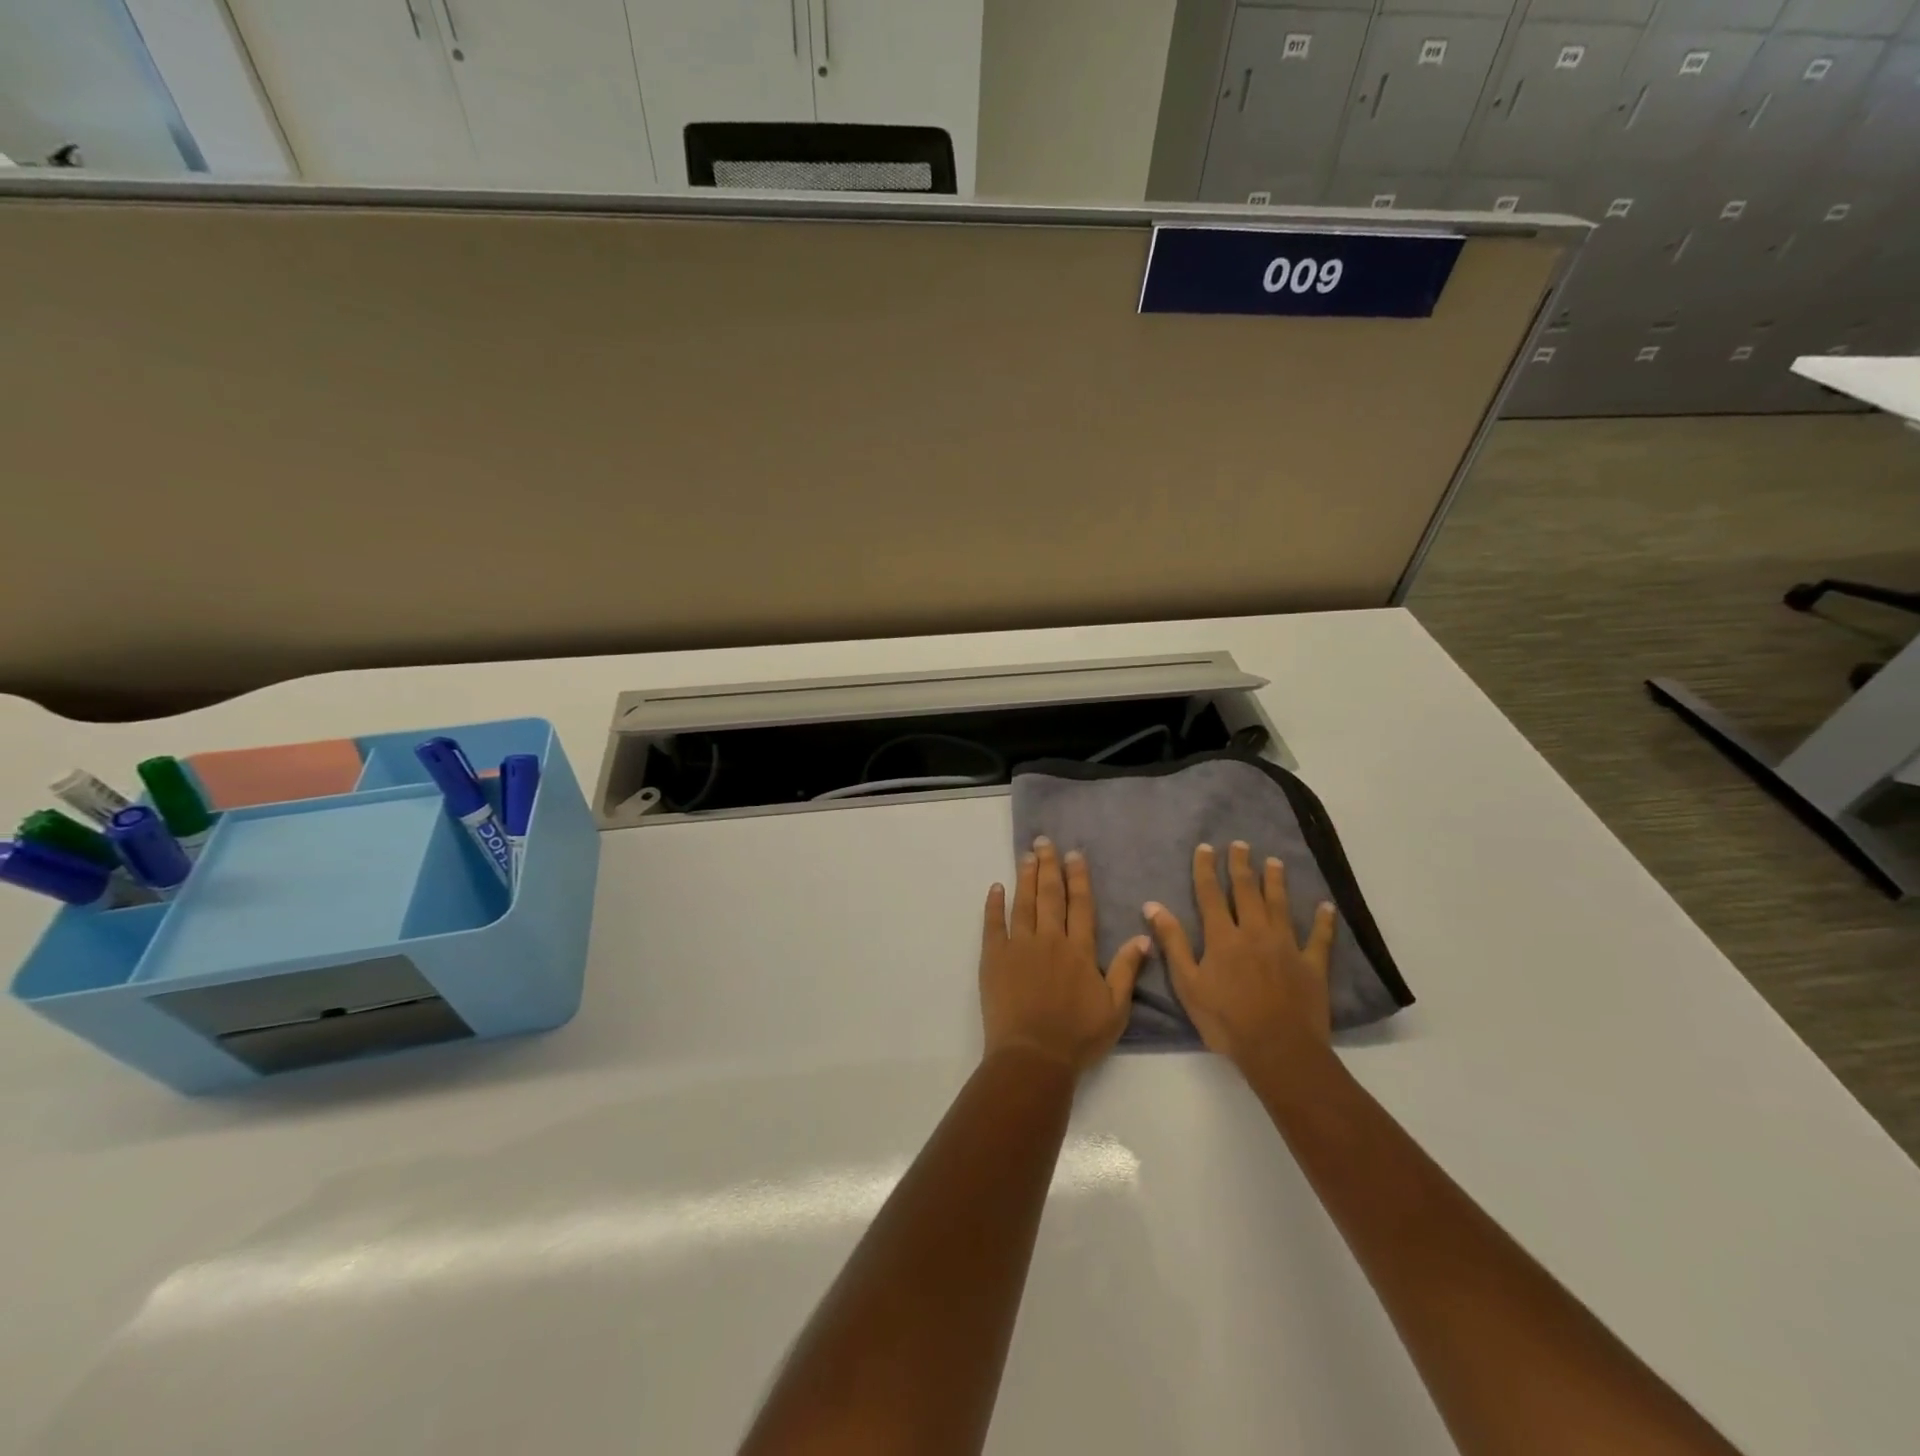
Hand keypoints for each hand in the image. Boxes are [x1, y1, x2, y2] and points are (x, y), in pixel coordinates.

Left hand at [980, 837, 1150, 1073]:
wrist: (1033, 1056)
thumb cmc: (1078, 1037)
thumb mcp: (1115, 1008)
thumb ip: (1127, 970)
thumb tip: (1142, 935)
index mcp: (1079, 950)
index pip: (1080, 905)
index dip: (1078, 878)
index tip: (1074, 854)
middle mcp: (1050, 939)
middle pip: (1050, 896)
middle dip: (1049, 866)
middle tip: (1045, 842)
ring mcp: (1019, 946)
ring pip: (1024, 903)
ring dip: (1025, 878)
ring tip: (1026, 856)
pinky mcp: (994, 958)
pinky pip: (993, 924)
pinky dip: (994, 904)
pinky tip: (996, 888)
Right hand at [1143, 841, 1336, 1072]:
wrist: (1278, 1049)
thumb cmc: (1225, 1020)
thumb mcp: (1187, 984)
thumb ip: (1172, 942)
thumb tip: (1152, 905)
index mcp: (1222, 937)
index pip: (1211, 894)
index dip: (1207, 869)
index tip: (1206, 847)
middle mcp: (1255, 932)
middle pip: (1247, 892)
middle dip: (1242, 866)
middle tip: (1241, 845)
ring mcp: (1287, 946)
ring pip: (1280, 906)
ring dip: (1276, 882)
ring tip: (1274, 862)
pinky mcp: (1312, 965)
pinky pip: (1319, 938)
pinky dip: (1323, 921)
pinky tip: (1326, 906)